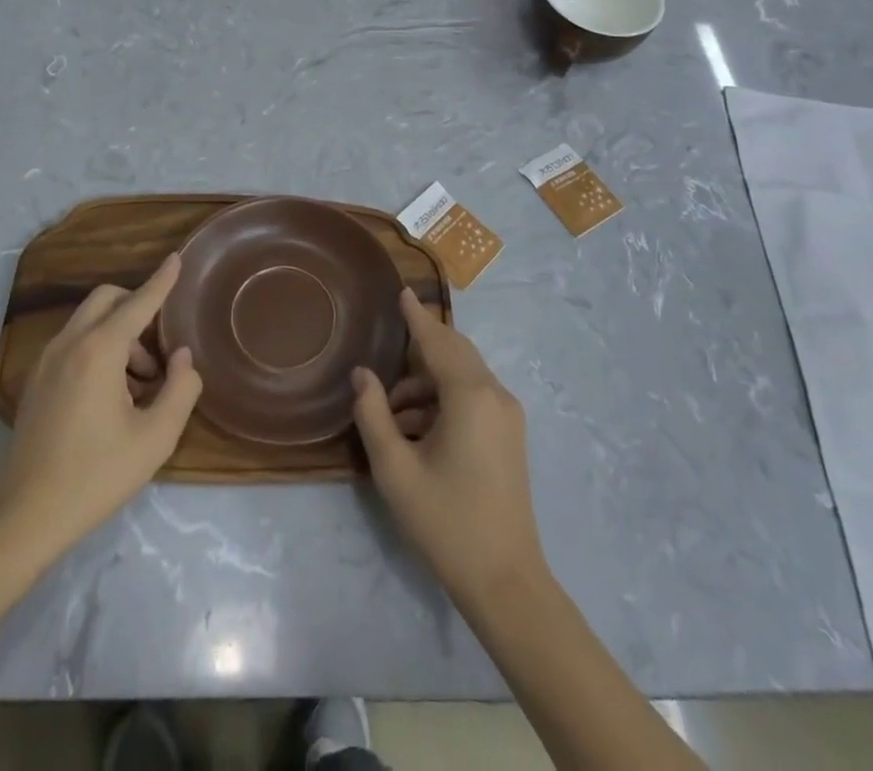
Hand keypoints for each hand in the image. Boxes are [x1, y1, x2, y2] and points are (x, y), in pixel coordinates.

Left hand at [0, 253, 201, 558]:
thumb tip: (182, 357)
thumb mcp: (155, 438)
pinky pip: (73, 343)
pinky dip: (98, 348)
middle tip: (158, 352)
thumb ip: (181, 389)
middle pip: (106, 299)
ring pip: (88, 321)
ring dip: (119, 334)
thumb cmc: (95, 476)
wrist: (23, 518)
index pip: (138, 302)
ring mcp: (45, 361)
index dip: (162, 280)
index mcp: (99, 351)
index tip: (177, 257)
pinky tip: (111, 396)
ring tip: (140, 385)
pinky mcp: (35, 381)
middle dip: (137, 308)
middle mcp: (69, 344)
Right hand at [352, 290, 545, 606]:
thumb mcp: (395, 469)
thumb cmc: (446, 522)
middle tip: (387, 347)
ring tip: (391, 412)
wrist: (506, 581)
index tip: (402, 291)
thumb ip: (373, 414)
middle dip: (420, 348)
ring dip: (427, 382)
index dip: (416, 317)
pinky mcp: (510, 435)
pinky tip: (416, 429)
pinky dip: (444, 399)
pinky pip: (473, 396)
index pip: (436, 341)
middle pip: (454, 351)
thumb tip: (362, 374)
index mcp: (469, 395)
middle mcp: (494, 394)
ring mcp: (507, 415)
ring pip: (463, 376)